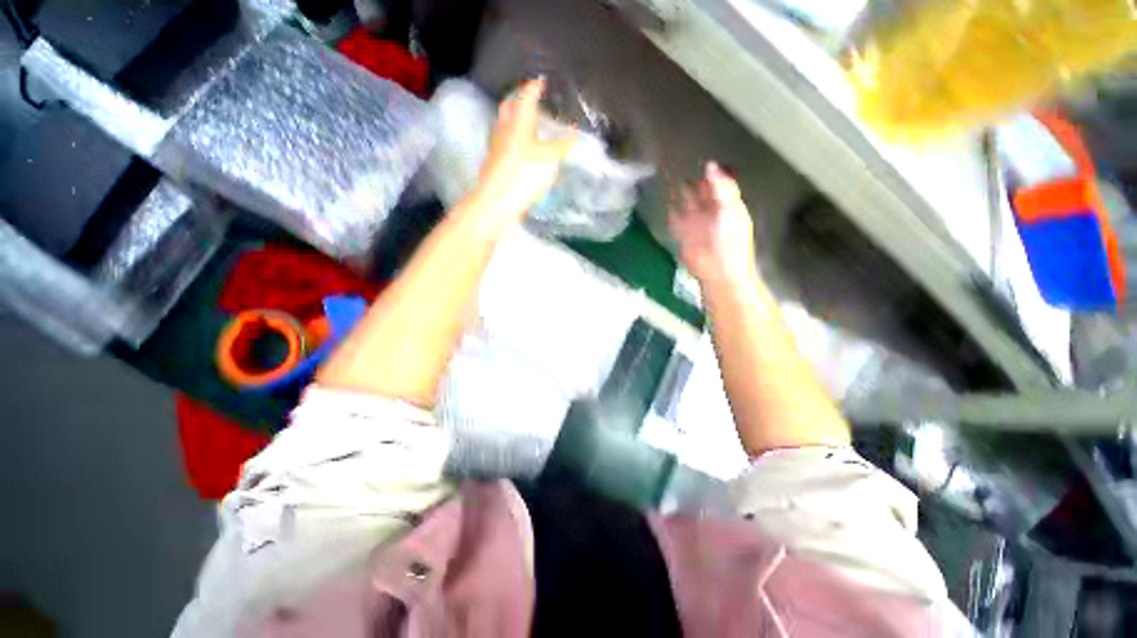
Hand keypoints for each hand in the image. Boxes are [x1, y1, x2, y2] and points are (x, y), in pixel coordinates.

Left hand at [473, 77, 577, 222]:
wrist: (495, 204)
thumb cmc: (522, 176)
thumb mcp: (548, 160)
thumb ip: (561, 146)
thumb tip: (573, 135)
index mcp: (517, 123)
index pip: (525, 97)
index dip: (534, 87)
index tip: (541, 81)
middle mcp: (504, 131)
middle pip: (510, 108)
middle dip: (520, 101)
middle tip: (533, 102)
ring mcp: (498, 148)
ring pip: (507, 126)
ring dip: (517, 121)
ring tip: (532, 126)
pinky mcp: (497, 165)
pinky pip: (507, 144)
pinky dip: (516, 140)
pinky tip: (525, 151)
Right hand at [669, 162, 756, 286]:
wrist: (717, 270)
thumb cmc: (730, 241)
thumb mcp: (731, 210)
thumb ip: (722, 187)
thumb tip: (710, 165)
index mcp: (726, 205)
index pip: (717, 185)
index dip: (709, 174)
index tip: (698, 159)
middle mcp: (709, 212)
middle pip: (699, 192)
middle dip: (691, 180)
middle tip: (679, 162)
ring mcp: (694, 223)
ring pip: (685, 203)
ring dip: (678, 192)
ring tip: (668, 176)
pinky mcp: (682, 233)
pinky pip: (674, 217)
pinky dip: (670, 209)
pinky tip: (664, 199)